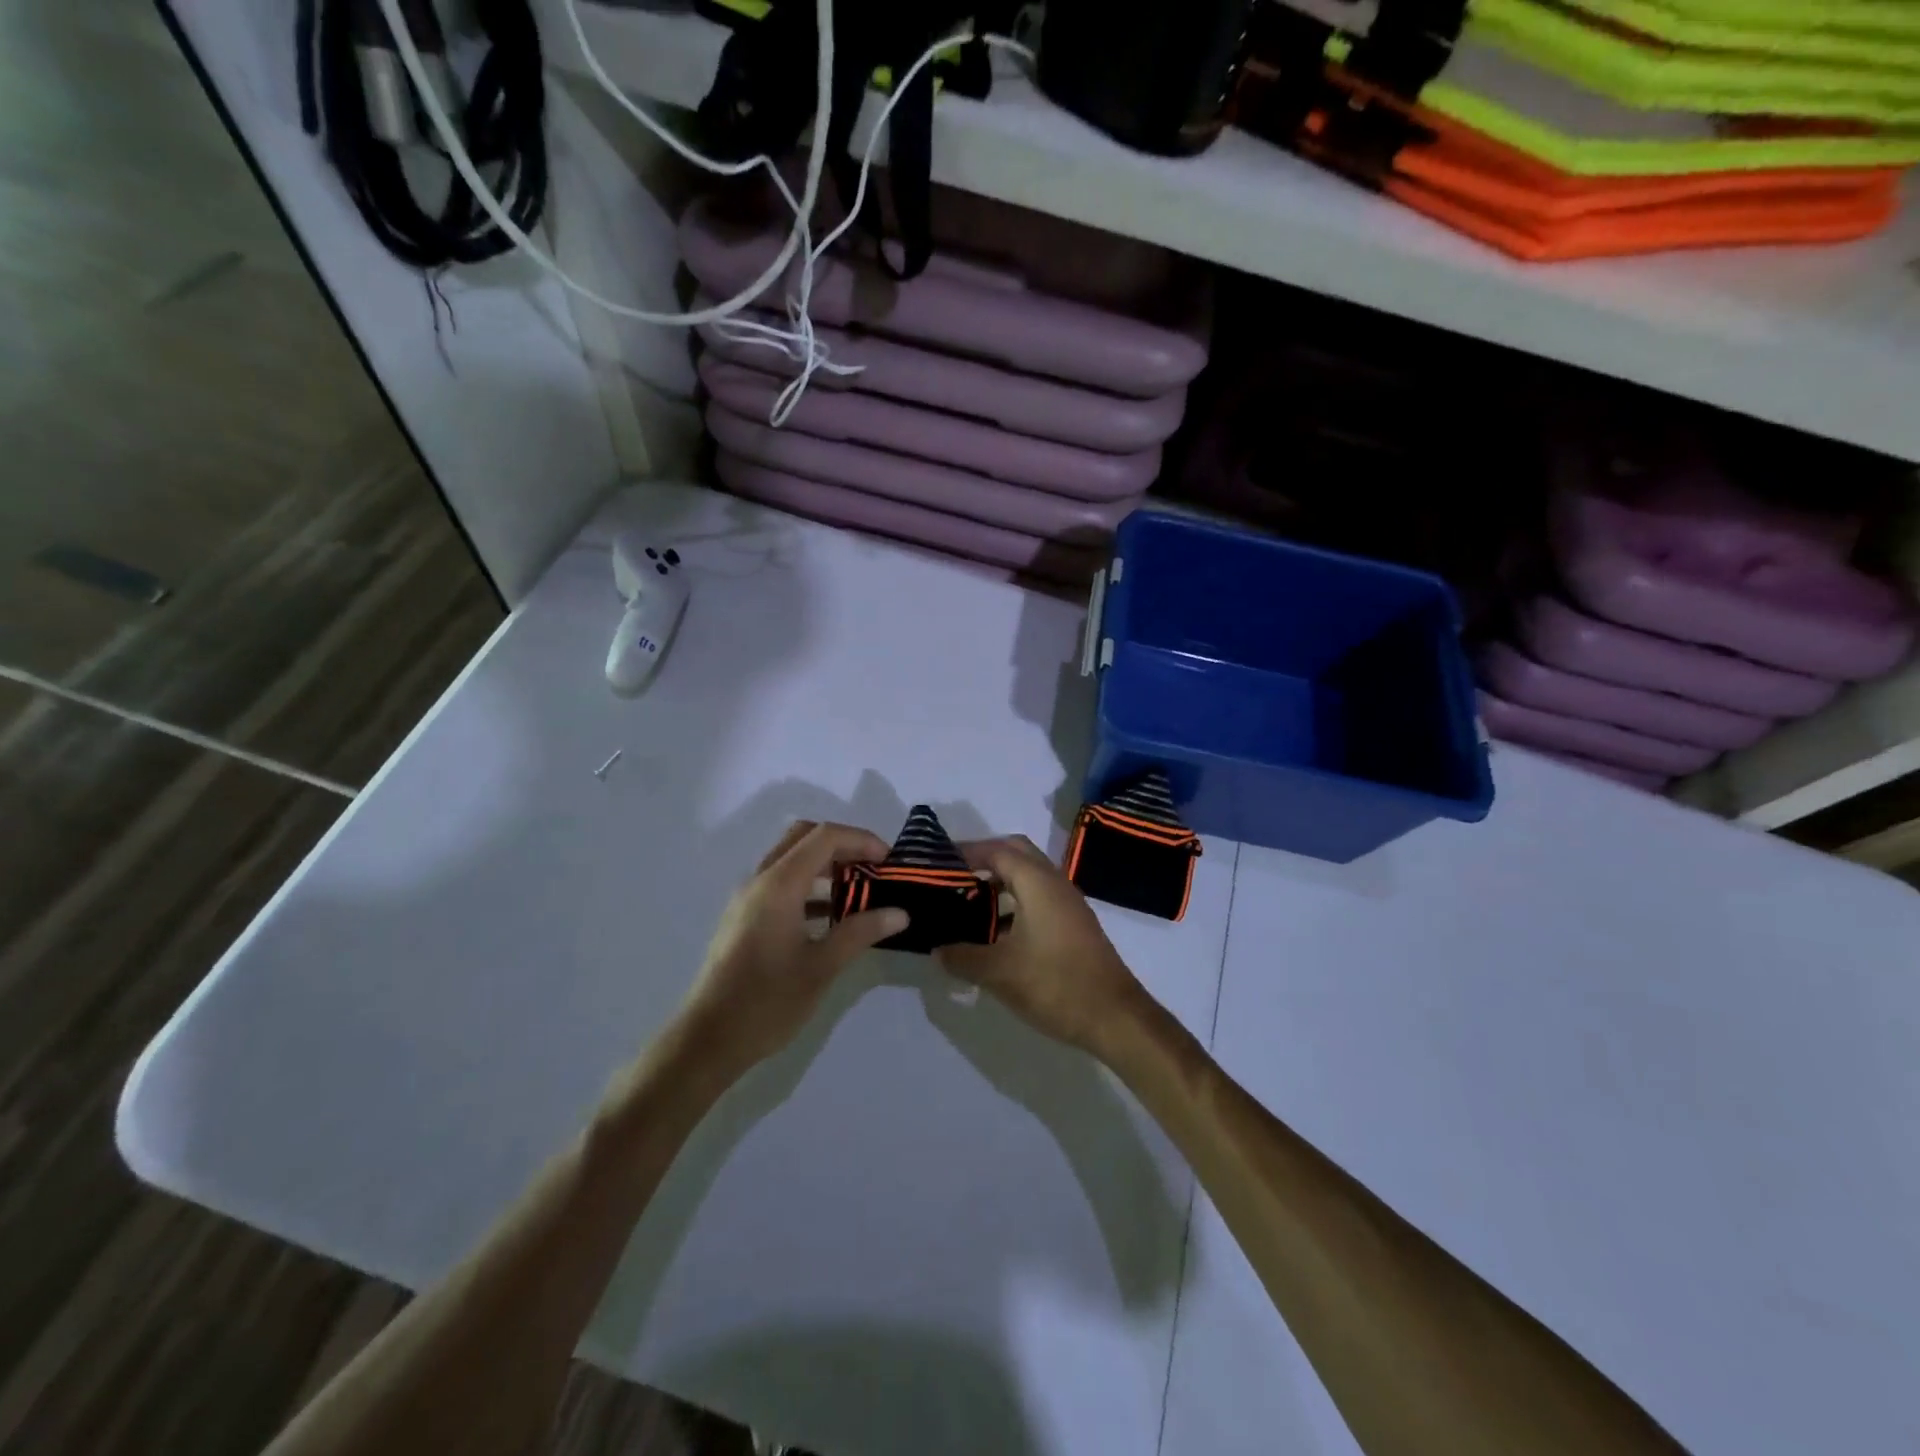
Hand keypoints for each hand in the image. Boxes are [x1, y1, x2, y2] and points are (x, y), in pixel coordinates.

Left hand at [674, 821, 906, 1076]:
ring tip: (859, 893)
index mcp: (779, 884)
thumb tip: (900, 913)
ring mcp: (748, 898)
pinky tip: (831, 918)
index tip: (890, 862)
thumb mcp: (822, 967)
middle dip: (843, 846)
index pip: (825, 836)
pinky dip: (809, 886)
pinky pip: (781, 884)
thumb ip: (861, 932)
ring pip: (792, 860)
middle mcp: (760, 880)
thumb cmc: (767, 1001)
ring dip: (826, 866)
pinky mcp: (744, 918)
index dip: (861, 840)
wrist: (708, 1040)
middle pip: (805, 837)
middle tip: (874, 869)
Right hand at [934, 835, 1145, 1058]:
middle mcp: (1055, 883)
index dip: (966, 852)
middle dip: (984, 858)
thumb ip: (962, 957)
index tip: (937, 863)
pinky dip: (1015, 901)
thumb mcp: (999, 972)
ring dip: (1000, 881)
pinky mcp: (1074, 924)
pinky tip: (996, 931)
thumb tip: (937, 950)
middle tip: (953, 876)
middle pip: (1016, 853)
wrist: (1115, 1017)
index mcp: (1037, 882)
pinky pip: (1039, 897)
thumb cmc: (1055, 984)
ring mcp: (1068, 903)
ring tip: (968, 902)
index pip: (997, 851)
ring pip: (1029, 876)